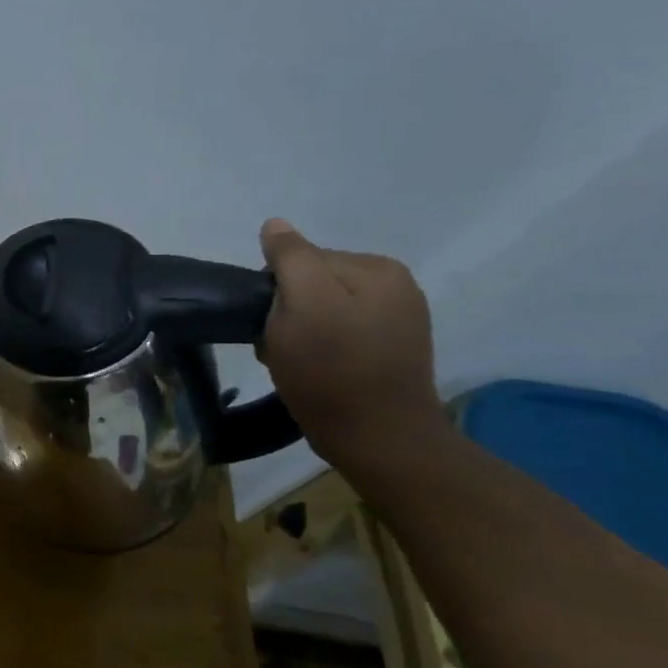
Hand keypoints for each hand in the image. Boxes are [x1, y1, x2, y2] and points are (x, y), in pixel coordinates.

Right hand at [255, 218, 444, 469]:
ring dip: (298, 334)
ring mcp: (397, 322)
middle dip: (288, 312)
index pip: (304, 259)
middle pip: (313, 284)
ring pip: (321, 312)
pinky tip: (314, 373)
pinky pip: (338, 336)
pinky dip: (318, 351)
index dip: (277, 291)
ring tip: (294, 364)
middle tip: (279, 349)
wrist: (380, 442)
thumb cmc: (333, 371)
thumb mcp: (303, 305)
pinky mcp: (390, 353)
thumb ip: (290, 258)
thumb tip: (275, 224)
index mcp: (378, 268)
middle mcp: (396, 287)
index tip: (270, 325)